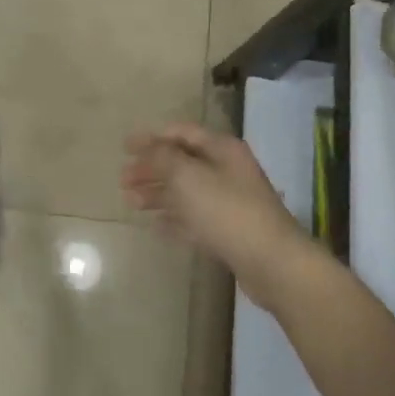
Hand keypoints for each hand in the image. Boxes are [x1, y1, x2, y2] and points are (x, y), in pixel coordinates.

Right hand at [122, 123, 320, 309]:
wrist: (271, 262)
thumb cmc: (227, 211)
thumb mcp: (188, 176)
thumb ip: (163, 158)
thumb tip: (147, 147)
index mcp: (221, 149)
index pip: (181, 133)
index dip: (152, 137)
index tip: (124, 147)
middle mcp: (227, 170)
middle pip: (182, 162)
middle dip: (151, 168)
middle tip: (123, 179)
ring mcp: (230, 202)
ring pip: (186, 191)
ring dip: (158, 194)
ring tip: (131, 203)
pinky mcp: (229, 231)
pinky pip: (195, 218)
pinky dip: (174, 219)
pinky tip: (156, 226)